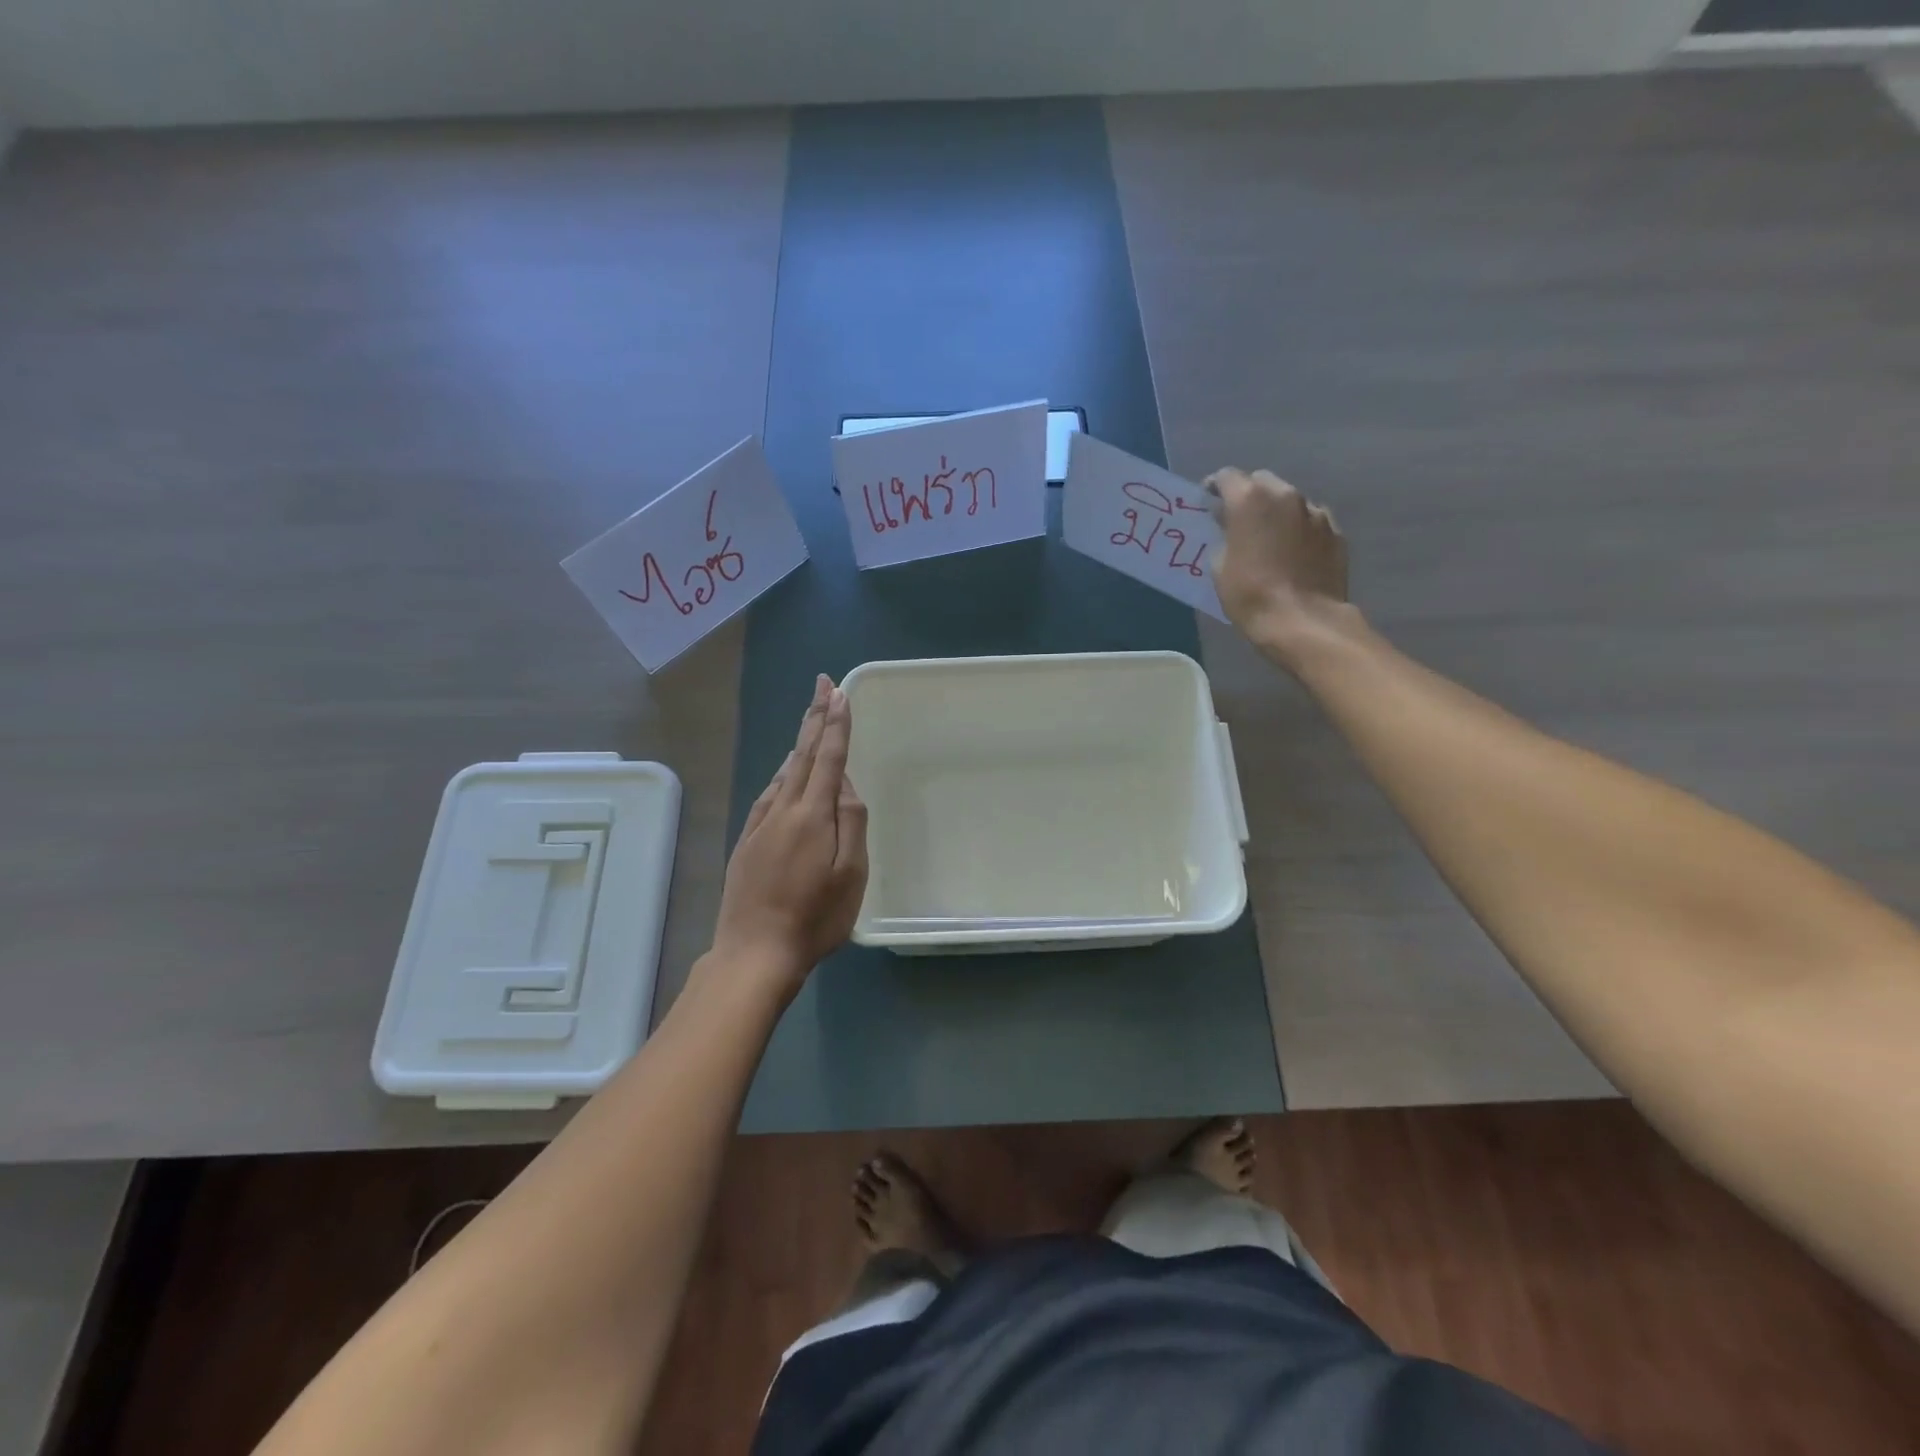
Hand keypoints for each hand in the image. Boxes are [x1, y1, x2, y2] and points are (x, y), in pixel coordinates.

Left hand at [710, 674, 868, 993]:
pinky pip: (768, 794)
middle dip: (815, 717)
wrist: (754, 953)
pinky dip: (781, 774)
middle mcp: (783, 810)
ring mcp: (760, 825)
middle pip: (802, 755)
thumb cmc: (814, 918)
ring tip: (811, 720)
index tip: (839, 692)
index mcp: (812, 815)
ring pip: (783, 773)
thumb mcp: (850, 875)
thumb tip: (844, 783)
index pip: (828, 758)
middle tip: (822, 685)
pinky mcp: (747, 842)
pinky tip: (785, 773)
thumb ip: (851, 823)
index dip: (836, 724)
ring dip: (800, 743)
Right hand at [1206, 467, 1351, 666]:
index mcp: (1249, 500)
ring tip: (1269, 538)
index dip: (1215, 487)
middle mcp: (1285, 495)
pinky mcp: (1335, 532)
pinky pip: (1311, 522)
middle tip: (1239, 521)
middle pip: (1262, 482)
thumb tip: (1231, 532)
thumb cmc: (1250, 595)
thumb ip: (1224, 539)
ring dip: (1277, 512)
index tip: (1209, 503)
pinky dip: (1299, 530)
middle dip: (1249, 496)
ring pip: (1290, 501)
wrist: (1303, 621)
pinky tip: (1294, 552)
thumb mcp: (1219, 569)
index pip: (1227, 477)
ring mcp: (1315, 512)